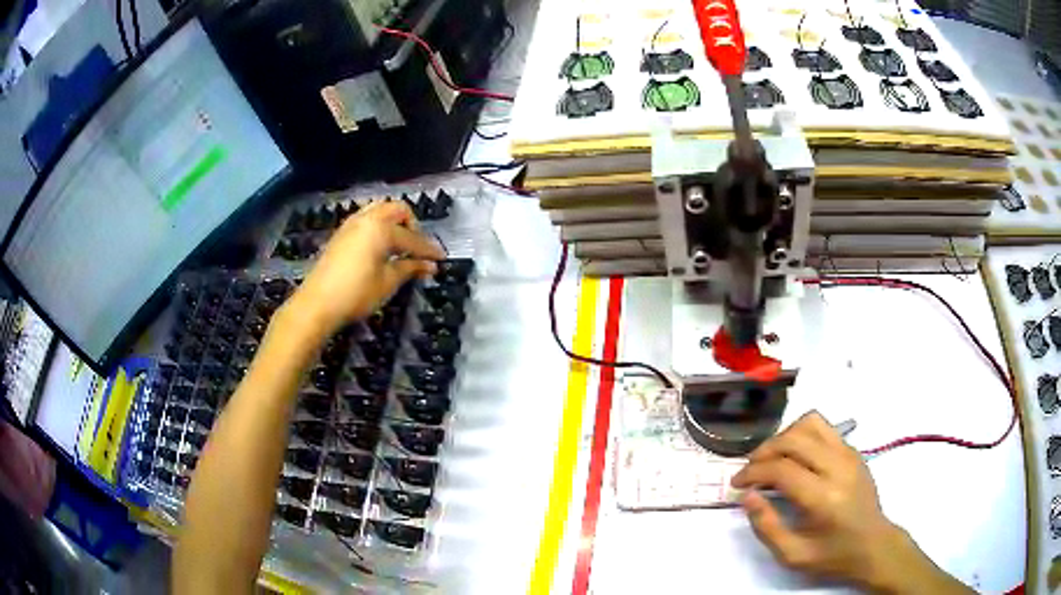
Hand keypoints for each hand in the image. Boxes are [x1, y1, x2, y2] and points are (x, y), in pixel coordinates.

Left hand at [289, 201, 444, 333]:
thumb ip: (410, 268)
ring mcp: (351, 224)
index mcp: (381, 228)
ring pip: (380, 210)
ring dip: (394, 223)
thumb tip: (430, 266)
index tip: (441, 259)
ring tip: (399, 246)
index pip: (412, 237)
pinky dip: (379, 227)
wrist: (317, 304)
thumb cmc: (356, 293)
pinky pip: (366, 219)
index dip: (428, 250)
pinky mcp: (341, 234)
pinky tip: (380, 248)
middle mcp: (367, 219)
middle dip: (411, 226)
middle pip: (397, 210)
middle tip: (416, 249)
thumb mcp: (388, 282)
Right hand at [731, 412, 940, 591]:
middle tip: (750, 471)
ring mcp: (849, 454)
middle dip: (764, 451)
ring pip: (810, 423)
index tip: (737, 484)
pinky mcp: (854, 450)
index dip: (753, 472)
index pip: (782, 469)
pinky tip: (795, 457)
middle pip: (794, 439)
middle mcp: (839, 468)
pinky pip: (824, 428)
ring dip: (784, 437)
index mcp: (824, 498)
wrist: (873, 544)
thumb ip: (767, 527)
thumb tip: (747, 496)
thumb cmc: (833, 555)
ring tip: (771, 459)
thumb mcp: (793, 555)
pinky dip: (802, 435)